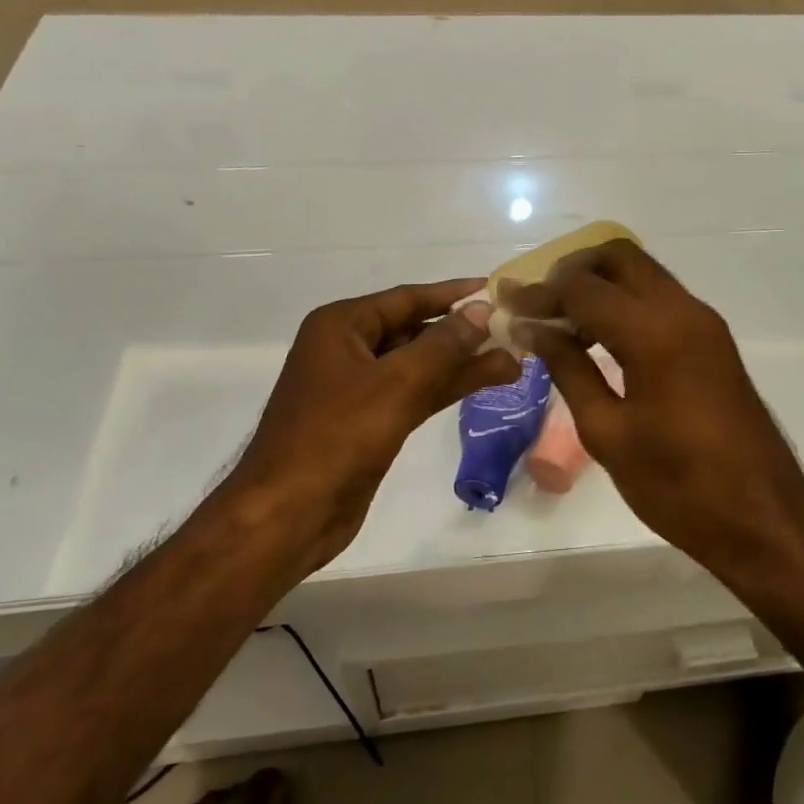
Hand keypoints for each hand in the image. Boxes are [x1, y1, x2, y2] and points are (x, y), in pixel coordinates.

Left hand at [227, 280, 518, 574]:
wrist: (288, 514)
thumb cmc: (336, 437)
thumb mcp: (396, 383)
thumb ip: (443, 344)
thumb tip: (481, 311)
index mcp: (341, 326)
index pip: (407, 298)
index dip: (453, 294)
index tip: (494, 289)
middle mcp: (347, 349)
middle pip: (415, 330)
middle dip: (462, 332)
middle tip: (512, 330)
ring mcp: (358, 388)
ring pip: (419, 366)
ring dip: (463, 364)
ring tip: (514, 360)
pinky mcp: (369, 423)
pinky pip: (415, 394)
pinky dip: (447, 388)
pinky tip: (485, 383)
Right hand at [504, 241, 803, 568]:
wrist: (763, 518)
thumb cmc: (678, 486)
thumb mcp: (608, 433)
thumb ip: (569, 370)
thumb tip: (535, 329)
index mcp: (654, 333)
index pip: (583, 287)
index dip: (539, 293)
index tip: (506, 305)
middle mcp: (683, 310)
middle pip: (619, 256)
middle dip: (572, 270)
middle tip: (539, 304)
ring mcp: (704, 322)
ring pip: (642, 273)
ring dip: (600, 285)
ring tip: (561, 324)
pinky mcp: (713, 340)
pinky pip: (660, 298)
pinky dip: (625, 302)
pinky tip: (599, 339)